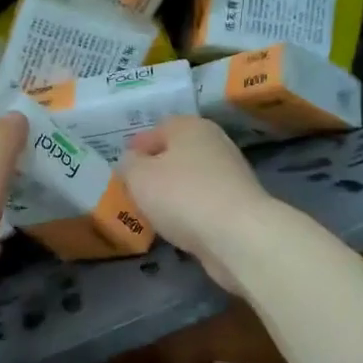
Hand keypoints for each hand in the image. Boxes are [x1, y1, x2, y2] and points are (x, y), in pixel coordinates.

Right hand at [120, 117, 278, 293]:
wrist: (238, 235)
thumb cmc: (181, 195)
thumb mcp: (139, 176)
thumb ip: (129, 164)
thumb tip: (132, 161)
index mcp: (190, 127)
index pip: (158, 128)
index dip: (138, 146)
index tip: (123, 165)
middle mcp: (214, 143)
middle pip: (178, 152)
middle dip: (157, 168)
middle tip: (136, 187)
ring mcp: (231, 174)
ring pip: (192, 177)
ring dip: (174, 190)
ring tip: (153, 209)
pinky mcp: (239, 204)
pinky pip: (204, 201)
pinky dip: (190, 209)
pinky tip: (178, 224)